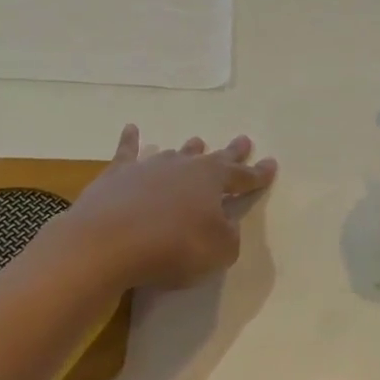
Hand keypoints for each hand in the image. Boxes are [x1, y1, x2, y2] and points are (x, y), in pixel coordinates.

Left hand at [60, 125, 277, 290]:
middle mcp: (183, 167)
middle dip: (230, 152)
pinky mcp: (116, 176)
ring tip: (197, 141)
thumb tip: (225, 225)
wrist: (108, 242)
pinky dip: (130, 140)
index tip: (271, 164)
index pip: (243, 176)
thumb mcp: (219, 251)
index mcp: (212, 181)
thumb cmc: (173, 248)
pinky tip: (131, 129)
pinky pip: (127, 152)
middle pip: (212, 157)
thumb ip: (228, 236)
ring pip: (174, 154)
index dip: (258, 174)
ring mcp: (148, 168)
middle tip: (243, 140)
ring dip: (188, 149)